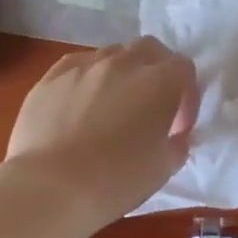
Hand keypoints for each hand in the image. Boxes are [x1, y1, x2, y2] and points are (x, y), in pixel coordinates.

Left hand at [2, 37, 199, 226]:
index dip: (187, 97)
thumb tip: (173, 135)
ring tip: (112, 107)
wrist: (50, 187)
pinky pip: (77, 65)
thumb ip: (176, 144)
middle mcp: (124, 63)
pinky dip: (87, 79)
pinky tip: (79, 105)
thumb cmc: (116, 180)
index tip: (177, 127)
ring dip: (121, 74)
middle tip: (150, 106)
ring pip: (111, 54)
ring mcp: (84, 66)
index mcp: (159, 82)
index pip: (184, 68)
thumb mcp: (163, 169)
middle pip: (149, 49)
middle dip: (156, 71)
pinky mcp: (51, 77)